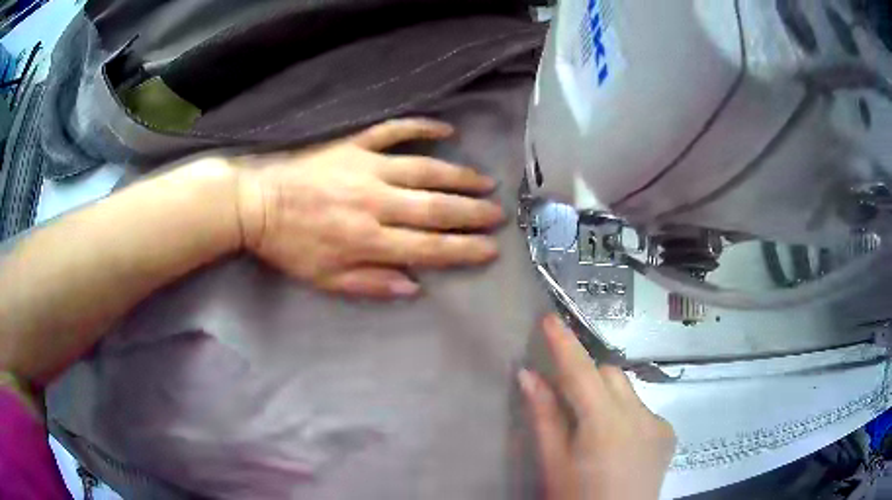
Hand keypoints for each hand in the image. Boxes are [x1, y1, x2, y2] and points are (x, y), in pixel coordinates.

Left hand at [235, 118, 503, 297]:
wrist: (256, 204)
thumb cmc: (289, 246)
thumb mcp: (325, 279)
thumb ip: (370, 284)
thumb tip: (414, 285)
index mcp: (367, 240)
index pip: (429, 247)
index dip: (463, 250)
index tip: (490, 249)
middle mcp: (376, 203)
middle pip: (435, 208)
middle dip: (471, 213)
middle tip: (498, 214)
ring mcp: (367, 168)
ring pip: (424, 170)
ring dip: (458, 175)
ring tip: (485, 181)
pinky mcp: (354, 145)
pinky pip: (393, 131)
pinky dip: (421, 127)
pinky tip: (446, 128)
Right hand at [519, 315, 676, 499]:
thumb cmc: (577, 499)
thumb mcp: (553, 464)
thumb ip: (544, 417)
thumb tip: (529, 375)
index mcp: (605, 424)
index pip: (582, 372)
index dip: (564, 344)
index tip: (550, 318)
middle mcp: (640, 415)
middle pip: (610, 375)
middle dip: (587, 377)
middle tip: (566, 397)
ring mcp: (659, 423)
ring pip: (628, 391)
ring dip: (606, 397)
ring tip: (592, 429)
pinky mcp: (668, 433)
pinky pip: (643, 409)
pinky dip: (625, 414)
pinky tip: (618, 443)